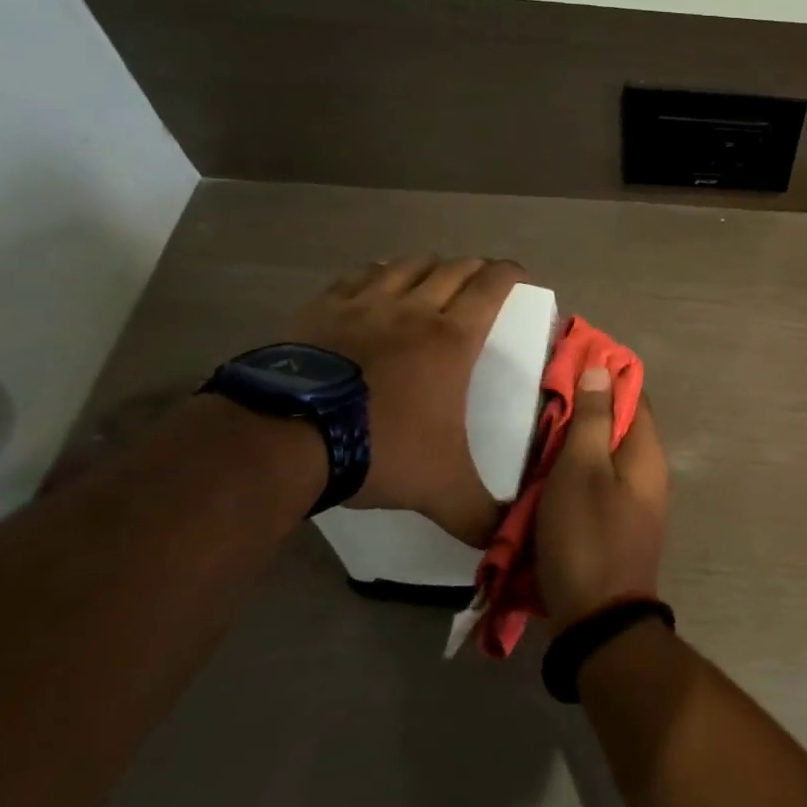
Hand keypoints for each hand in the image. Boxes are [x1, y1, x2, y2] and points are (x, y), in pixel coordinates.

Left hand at [289, 256, 525, 543]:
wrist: (286, 438)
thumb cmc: (380, 448)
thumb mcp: (440, 488)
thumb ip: (479, 514)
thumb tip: (506, 541)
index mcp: (452, 338)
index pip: (491, 287)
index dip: (510, 274)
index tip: (520, 275)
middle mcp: (414, 309)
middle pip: (453, 269)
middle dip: (474, 268)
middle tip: (482, 279)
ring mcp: (364, 305)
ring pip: (407, 266)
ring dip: (428, 265)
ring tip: (434, 274)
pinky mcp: (322, 310)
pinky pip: (358, 277)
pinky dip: (377, 273)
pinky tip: (376, 281)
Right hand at [536, 369, 669, 630]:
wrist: (599, 620)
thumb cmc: (587, 536)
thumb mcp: (581, 470)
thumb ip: (591, 418)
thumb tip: (603, 369)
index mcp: (646, 451)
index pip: (632, 393)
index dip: (603, 374)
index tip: (566, 363)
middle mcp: (650, 470)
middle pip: (618, 423)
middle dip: (584, 408)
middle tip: (543, 401)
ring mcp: (637, 499)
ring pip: (606, 454)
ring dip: (576, 442)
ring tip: (539, 435)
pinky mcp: (620, 523)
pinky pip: (600, 482)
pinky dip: (576, 471)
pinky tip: (547, 475)